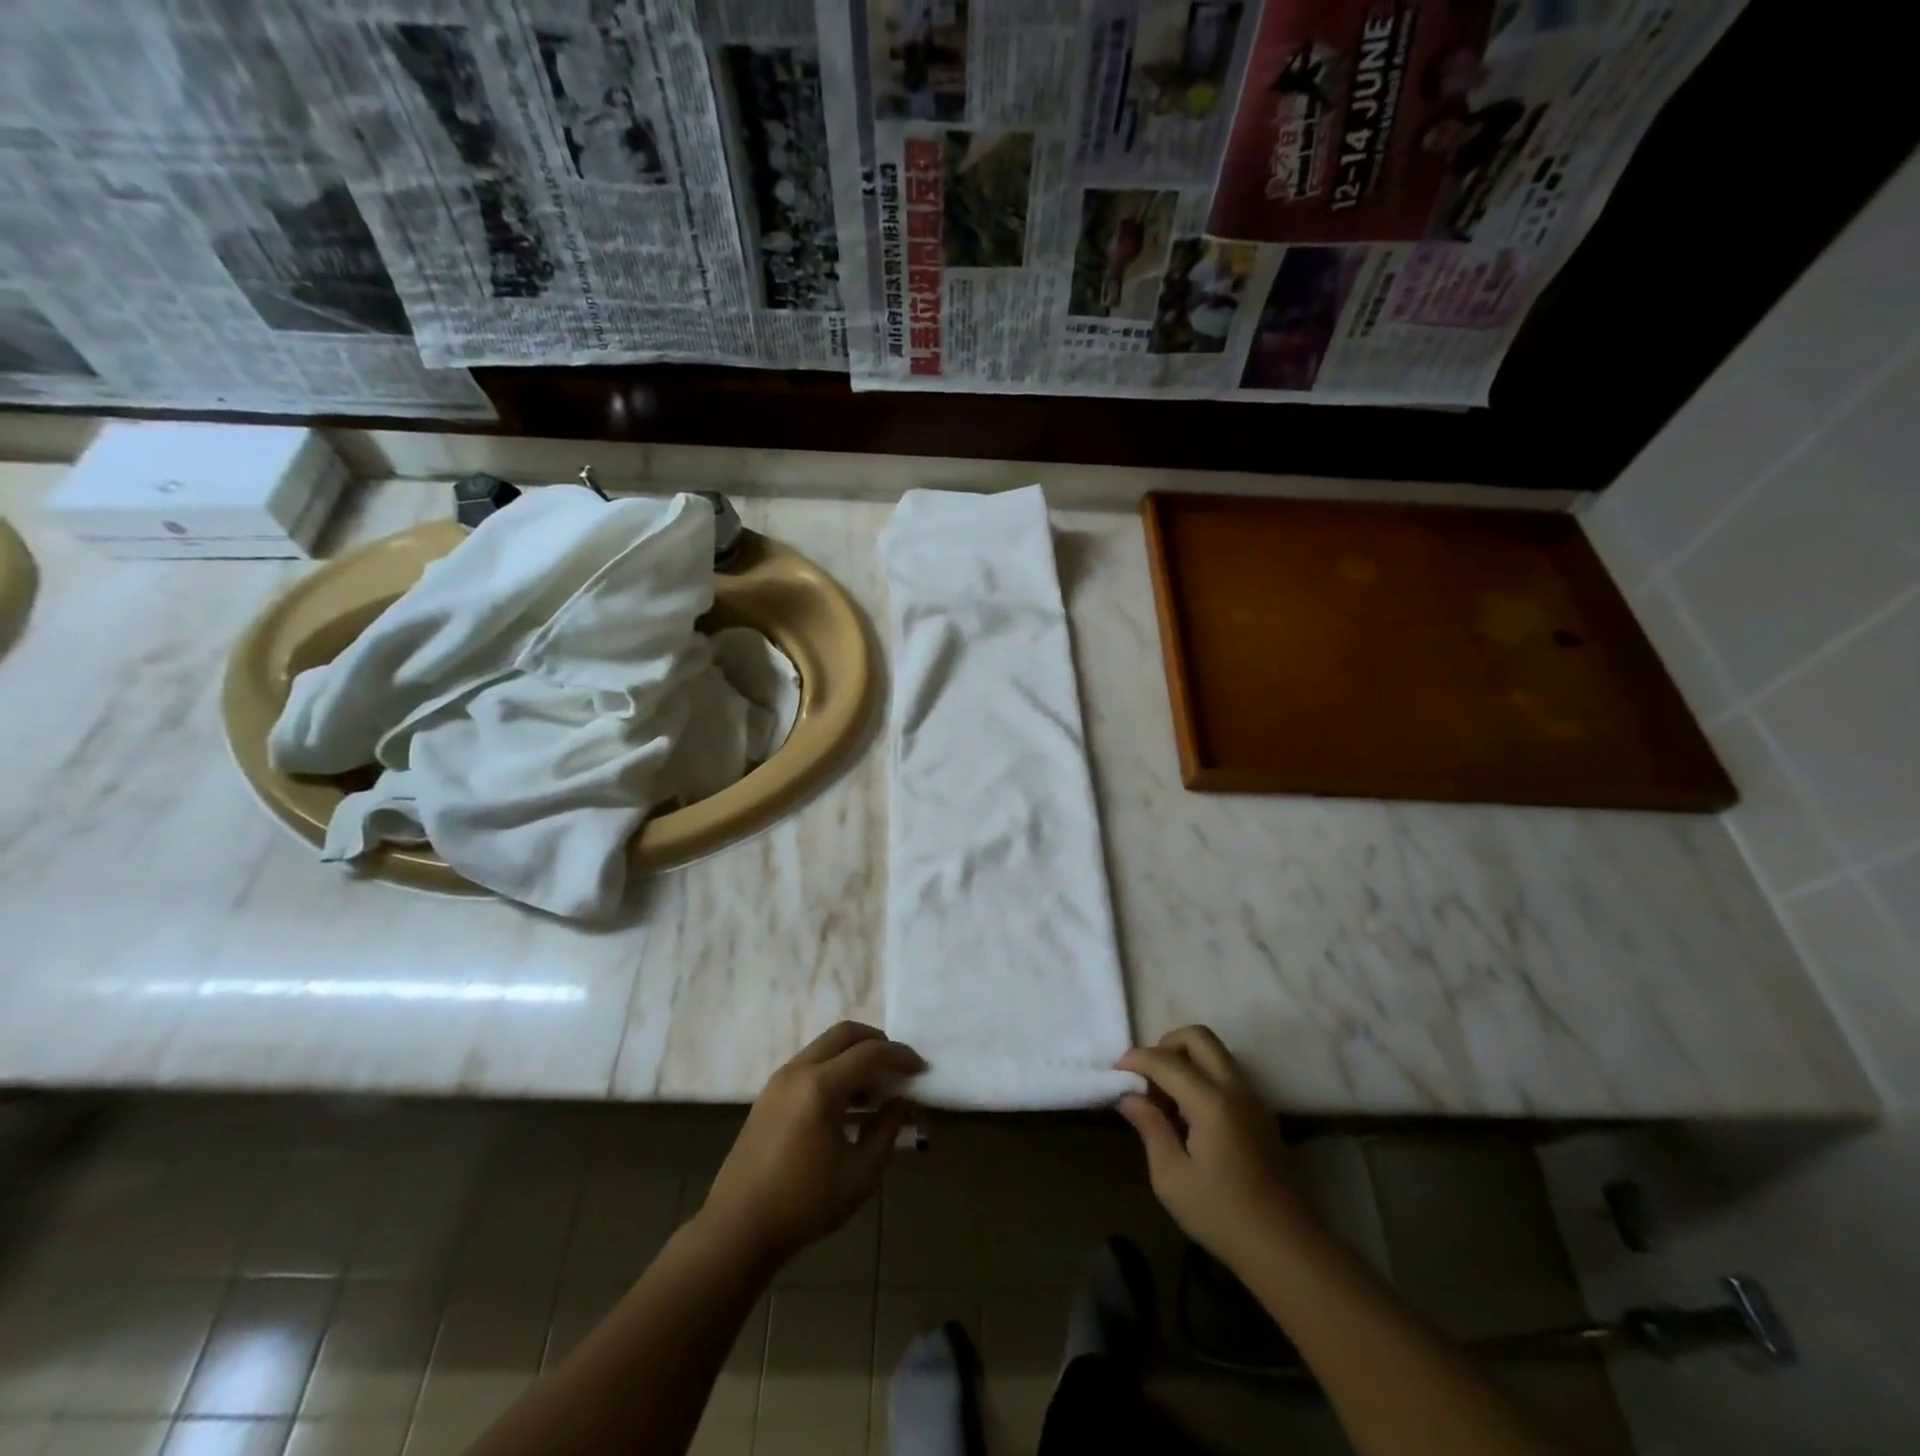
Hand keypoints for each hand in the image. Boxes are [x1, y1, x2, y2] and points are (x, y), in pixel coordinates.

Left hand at [699, 1022, 922, 1265]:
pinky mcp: (769, 1095)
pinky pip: (810, 1065)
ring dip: (854, 1056)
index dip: (900, 1057)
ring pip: (825, 1046)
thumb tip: (902, 1102)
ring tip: (876, 1089)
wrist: (738, 1228)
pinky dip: (834, 1069)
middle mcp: (798, 1071)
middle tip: (898, 1066)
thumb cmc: (804, 1204)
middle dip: (877, 1042)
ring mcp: (779, 1080)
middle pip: (845, 1033)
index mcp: (820, 1086)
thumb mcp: (860, 1173)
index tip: (921, 1068)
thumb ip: (887, 1130)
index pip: (870, 1053)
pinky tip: (848, 1104)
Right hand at [1116, 1026, 1307, 1271]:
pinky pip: (1226, 1073)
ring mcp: (1253, 1098)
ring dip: (1185, 1059)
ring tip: (1165, 1098)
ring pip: (1215, 1052)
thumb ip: (1150, 1128)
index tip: (1115, 1072)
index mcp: (1212, 1102)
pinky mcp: (1261, 1112)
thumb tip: (1129, 1096)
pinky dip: (1202, 1075)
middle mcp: (1235, 1088)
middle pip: (1198, 1037)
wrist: (1285, 1248)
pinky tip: (1189, 1114)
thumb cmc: (1222, 1216)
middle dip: (1165, 1045)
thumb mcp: (1171, 1177)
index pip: (1166, 1060)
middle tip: (1146, 1076)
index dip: (1136, 1059)